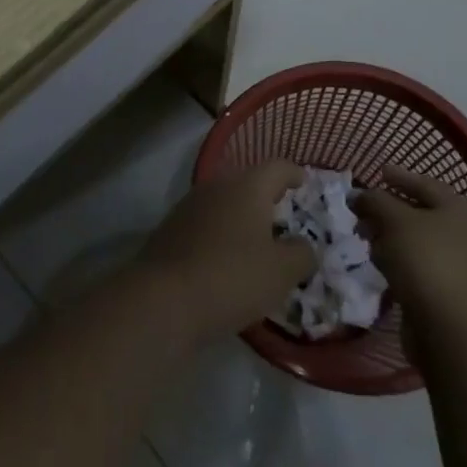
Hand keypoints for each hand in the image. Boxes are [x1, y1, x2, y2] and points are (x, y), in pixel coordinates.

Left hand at [134, 162, 314, 344]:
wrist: (162, 299)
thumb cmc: (232, 277)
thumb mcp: (282, 272)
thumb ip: (301, 254)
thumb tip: (302, 245)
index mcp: (247, 187)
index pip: (277, 167)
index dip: (294, 173)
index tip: (305, 182)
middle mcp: (215, 187)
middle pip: (247, 182)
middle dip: (266, 196)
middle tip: (284, 215)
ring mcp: (188, 207)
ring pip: (223, 203)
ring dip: (241, 217)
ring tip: (257, 241)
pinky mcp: (169, 230)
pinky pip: (205, 224)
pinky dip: (220, 235)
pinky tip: (226, 259)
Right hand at [356, 167, 466, 327]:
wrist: (454, 329)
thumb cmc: (427, 261)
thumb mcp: (395, 220)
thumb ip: (374, 201)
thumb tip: (358, 195)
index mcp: (459, 209)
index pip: (424, 184)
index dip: (399, 176)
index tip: (377, 172)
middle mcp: (464, 234)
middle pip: (419, 213)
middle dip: (387, 211)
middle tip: (360, 212)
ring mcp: (458, 265)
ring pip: (415, 242)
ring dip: (389, 238)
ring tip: (365, 240)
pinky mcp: (448, 292)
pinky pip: (416, 266)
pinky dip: (397, 262)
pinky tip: (380, 266)